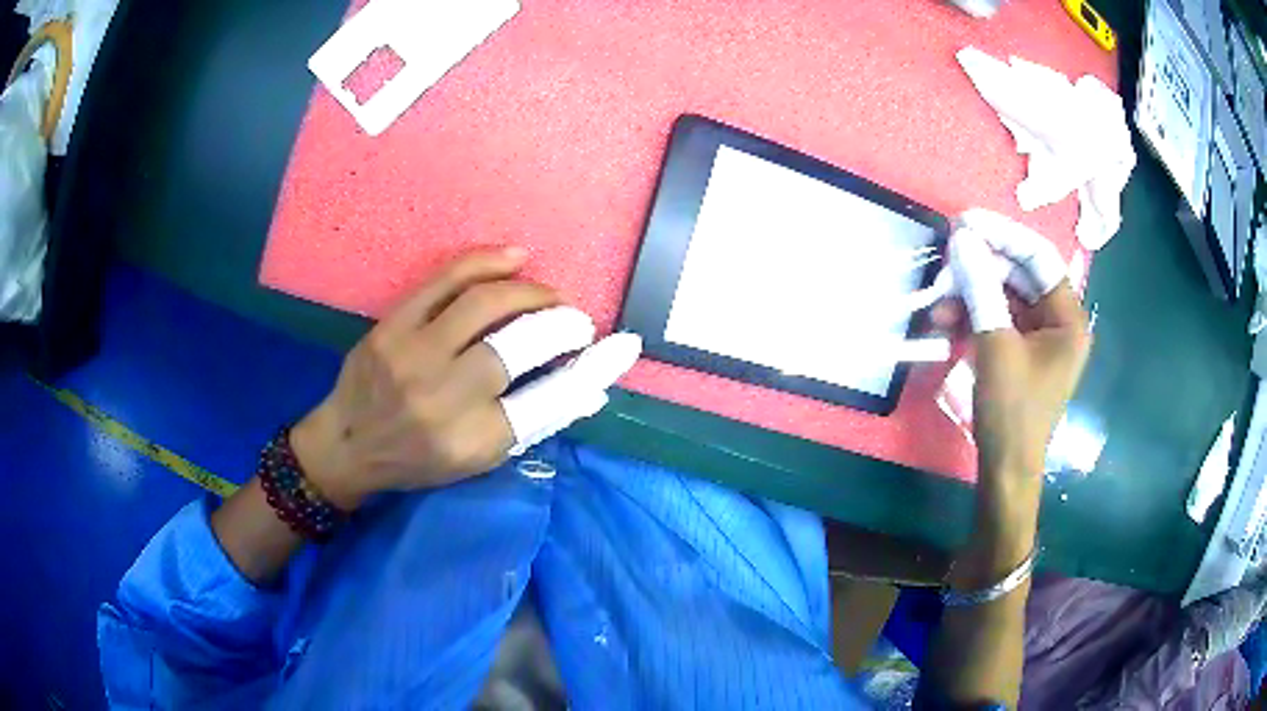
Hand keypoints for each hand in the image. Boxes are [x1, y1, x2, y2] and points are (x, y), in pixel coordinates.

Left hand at [289, 249, 639, 510]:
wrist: (347, 444)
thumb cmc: (416, 460)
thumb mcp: (477, 460)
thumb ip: (532, 423)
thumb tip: (591, 392)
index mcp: (473, 441)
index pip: (549, 400)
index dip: (593, 370)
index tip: (619, 348)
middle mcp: (445, 398)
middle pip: (520, 346)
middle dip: (562, 326)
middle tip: (577, 321)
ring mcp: (413, 356)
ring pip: (486, 303)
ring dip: (531, 292)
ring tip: (551, 295)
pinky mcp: (392, 326)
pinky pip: (446, 280)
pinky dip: (487, 262)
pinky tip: (515, 258)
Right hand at [937, 211, 1090, 583]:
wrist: (1004, 472)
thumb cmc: (1011, 411)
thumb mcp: (995, 346)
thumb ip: (981, 288)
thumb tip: (963, 240)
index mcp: (1069, 319)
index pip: (1039, 258)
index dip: (1003, 235)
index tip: (966, 222)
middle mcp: (1059, 322)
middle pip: (1020, 275)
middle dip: (982, 266)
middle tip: (946, 255)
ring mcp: (1040, 338)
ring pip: (1005, 297)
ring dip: (971, 293)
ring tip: (938, 297)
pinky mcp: (1021, 353)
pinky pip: (998, 320)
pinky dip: (973, 316)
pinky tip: (944, 320)